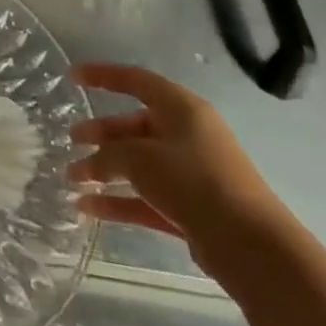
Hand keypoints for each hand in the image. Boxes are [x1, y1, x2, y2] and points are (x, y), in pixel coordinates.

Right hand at [67, 63, 288, 275]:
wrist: (253, 249)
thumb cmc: (194, 182)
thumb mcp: (139, 158)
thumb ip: (108, 155)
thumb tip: (90, 164)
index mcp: (181, 109)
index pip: (135, 80)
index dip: (102, 76)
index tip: (72, 78)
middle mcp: (188, 135)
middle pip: (135, 126)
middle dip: (101, 133)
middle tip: (72, 140)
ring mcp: (192, 175)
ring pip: (139, 165)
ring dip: (104, 170)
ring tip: (71, 178)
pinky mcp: (193, 211)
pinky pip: (147, 198)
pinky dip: (119, 201)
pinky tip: (87, 209)